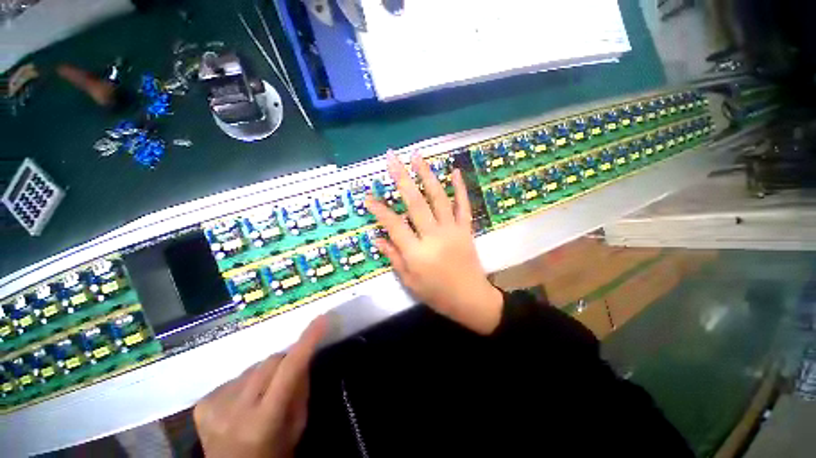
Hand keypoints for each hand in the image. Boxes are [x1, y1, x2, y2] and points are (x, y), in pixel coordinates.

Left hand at [193, 316, 326, 457]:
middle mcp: (236, 411)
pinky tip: (242, 402)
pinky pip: (235, 377)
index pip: (289, 370)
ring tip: (262, 394)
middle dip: (284, 363)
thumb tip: (303, 357)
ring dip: (264, 374)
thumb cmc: (273, 453)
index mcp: (264, 421)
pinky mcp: (203, 403)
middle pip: (270, 361)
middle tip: (287, 378)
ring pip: (253, 367)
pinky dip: (245, 383)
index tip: (320, 319)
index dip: (306, 342)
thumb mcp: (297, 427)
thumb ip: (301, 390)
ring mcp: (215, 405)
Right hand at [365, 153, 502, 334]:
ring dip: (427, 175)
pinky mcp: (466, 229)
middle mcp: (434, 236)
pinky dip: (460, 188)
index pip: (394, 225)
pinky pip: (463, 206)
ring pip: (439, 198)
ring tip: (417, 156)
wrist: (471, 299)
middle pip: (416, 203)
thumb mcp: (410, 281)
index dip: (379, 210)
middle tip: (392, 159)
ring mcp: (452, 230)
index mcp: (417, 253)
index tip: (367, 196)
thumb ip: (394, 257)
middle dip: (402, 179)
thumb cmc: (437, 294)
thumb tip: (377, 238)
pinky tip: (455, 171)